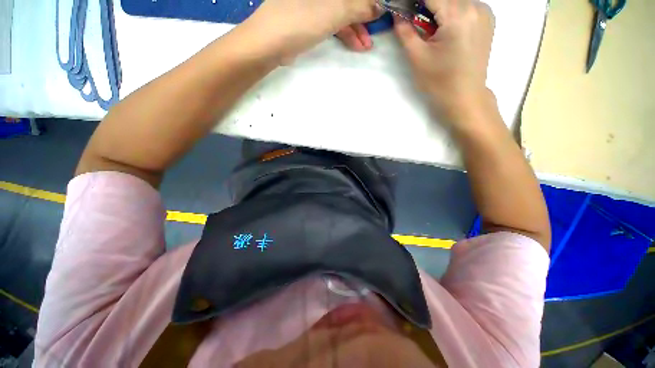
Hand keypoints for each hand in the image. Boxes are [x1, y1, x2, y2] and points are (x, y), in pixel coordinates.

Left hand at [243, 0, 381, 61]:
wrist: (269, 44)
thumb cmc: (300, 21)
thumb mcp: (334, 11)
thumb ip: (358, 7)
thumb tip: (379, 6)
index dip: (367, 1)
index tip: (380, 11)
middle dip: (363, 15)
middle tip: (376, 31)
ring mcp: (311, 2)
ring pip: (340, 11)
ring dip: (355, 29)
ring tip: (366, 46)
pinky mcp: (308, 18)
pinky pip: (331, 22)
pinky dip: (343, 33)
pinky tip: (354, 45)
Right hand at [394, 0, 494, 124]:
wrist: (464, 97)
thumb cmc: (439, 81)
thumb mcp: (417, 57)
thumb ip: (405, 31)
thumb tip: (397, 14)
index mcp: (458, 15)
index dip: (413, 2)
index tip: (403, 10)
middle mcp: (476, 6)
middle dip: (426, 6)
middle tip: (415, 23)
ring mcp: (485, 12)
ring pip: (456, 1)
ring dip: (439, 9)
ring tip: (431, 30)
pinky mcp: (487, 20)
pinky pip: (466, 6)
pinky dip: (452, 12)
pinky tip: (446, 30)